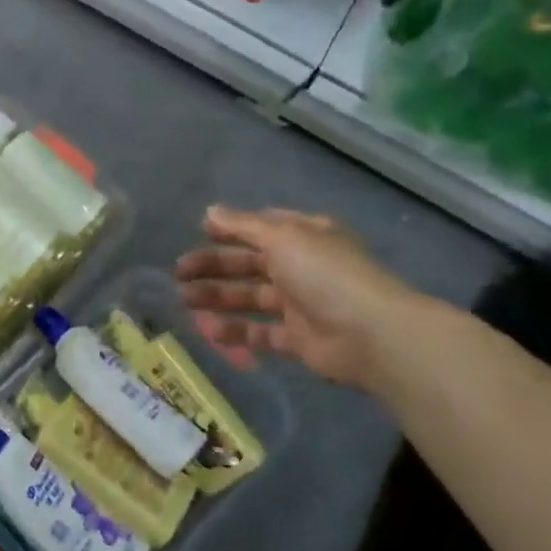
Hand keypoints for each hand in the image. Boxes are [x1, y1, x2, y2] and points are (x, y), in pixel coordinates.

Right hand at [173, 207, 423, 387]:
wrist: (371, 334)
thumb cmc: (325, 274)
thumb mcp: (281, 238)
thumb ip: (243, 226)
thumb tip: (210, 210)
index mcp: (305, 237)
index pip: (262, 228)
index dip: (230, 230)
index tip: (199, 232)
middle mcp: (302, 268)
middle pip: (249, 265)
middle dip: (213, 267)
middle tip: (179, 274)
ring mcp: (300, 305)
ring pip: (250, 299)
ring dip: (217, 298)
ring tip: (186, 302)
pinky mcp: (298, 339)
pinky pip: (259, 333)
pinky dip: (235, 332)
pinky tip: (210, 331)